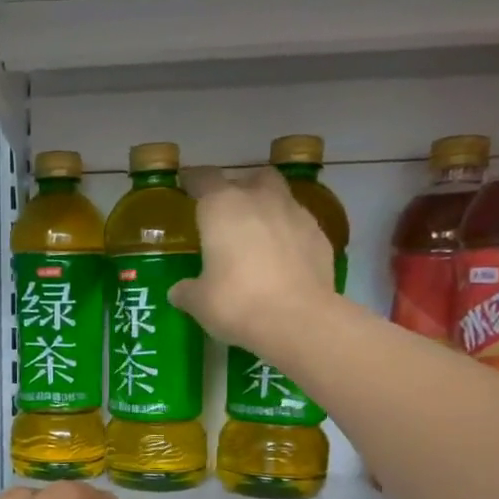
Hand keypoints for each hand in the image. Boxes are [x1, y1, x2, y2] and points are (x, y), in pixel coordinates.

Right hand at [169, 165, 342, 360]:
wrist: (298, 320)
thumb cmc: (237, 303)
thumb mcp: (199, 302)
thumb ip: (187, 291)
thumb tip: (179, 291)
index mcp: (222, 207)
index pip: (203, 179)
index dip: (193, 181)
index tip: (186, 185)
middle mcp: (260, 199)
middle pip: (250, 178)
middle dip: (239, 188)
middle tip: (228, 213)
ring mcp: (295, 214)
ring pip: (279, 196)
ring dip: (266, 208)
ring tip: (257, 234)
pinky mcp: (319, 235)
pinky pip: (298, 224)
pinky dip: (287, 233)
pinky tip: (281, 257)